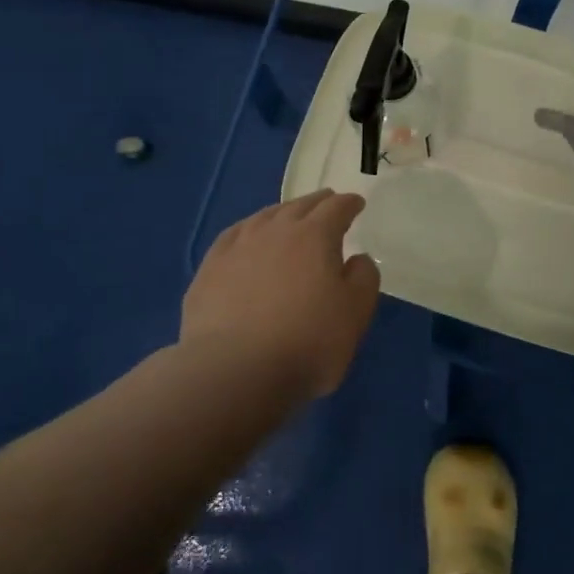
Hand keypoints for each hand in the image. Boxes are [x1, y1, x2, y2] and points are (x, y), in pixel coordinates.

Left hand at [181, 191, 380, 397]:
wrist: (234, 370)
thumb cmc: (307, 341)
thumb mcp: (355, 312)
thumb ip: (363, 278)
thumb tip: (357, 258)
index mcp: (315, 235)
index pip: (336, 208)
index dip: (349, 204)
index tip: (356, 204)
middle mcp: (276, 230)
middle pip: (300, 206)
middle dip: (318, 203)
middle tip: (327, 203)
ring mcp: (238, 246)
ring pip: (265, 216)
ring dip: (283, 213)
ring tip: (289, 217)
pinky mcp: (210, 268)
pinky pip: (234, 236)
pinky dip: (248, 230)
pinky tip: (247, 238)